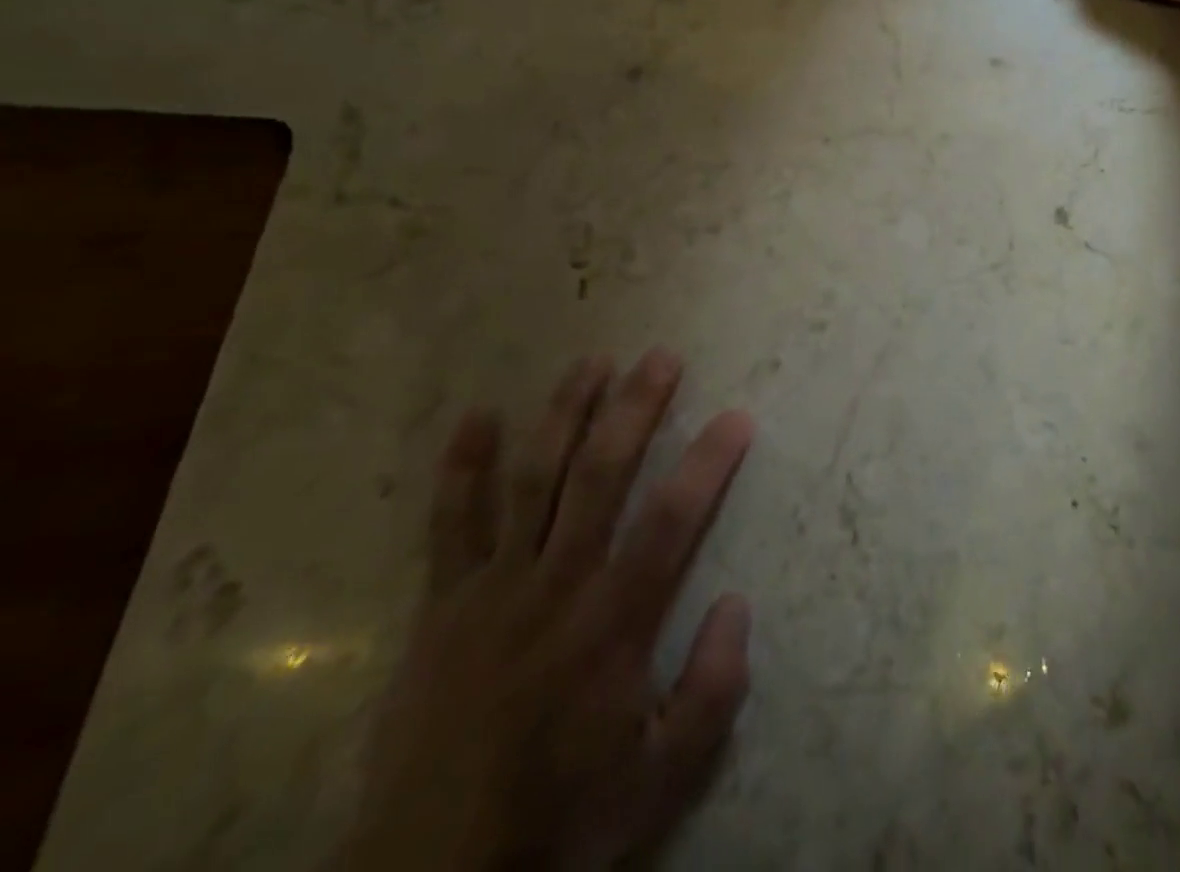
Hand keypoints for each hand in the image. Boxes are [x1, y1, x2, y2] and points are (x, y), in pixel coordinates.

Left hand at [335, 350, 753, 871]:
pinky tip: (479, 415)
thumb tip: (737, 602)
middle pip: (601, 475)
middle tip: (662, 357)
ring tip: (593, 361)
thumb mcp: (661, 780)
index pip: (672, 521)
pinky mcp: (441, 606)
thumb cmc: (560, 821)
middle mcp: (556, 586)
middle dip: (636, 409)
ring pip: (533, 480)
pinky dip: (462, 468)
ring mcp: (492, 589)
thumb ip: (711, 691)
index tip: (737, 416)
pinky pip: (449, 525)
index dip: (708, 462)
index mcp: (613, 624)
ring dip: (565, 414)